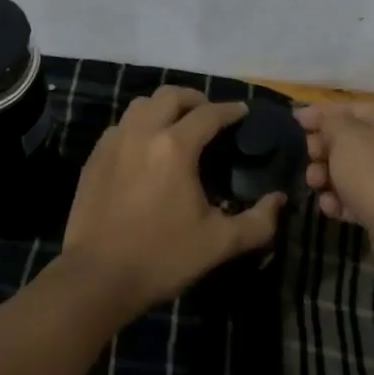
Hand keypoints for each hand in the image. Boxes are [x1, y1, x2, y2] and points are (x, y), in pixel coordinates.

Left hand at [61, 86, 284, 318]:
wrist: (95, 278)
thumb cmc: (161, 258)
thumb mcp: (218, 244)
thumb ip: (256, 222)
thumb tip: (279, 201)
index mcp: (175, 147)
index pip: (209, 114)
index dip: (230, 110)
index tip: (242, 112)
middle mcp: (143, 132)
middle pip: (171, 95)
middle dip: (195, 98)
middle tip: (209, 114)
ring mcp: (114, 141)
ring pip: (142, 104)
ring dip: (164, 106)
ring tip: (177, 124)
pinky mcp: (95, 156)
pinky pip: (121, 125)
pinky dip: (139, 124)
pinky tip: (145, 147)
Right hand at [298, 101, 373, 283]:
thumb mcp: (345, 137)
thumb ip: (327, 121)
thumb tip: (315, 114)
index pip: (350, 108)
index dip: (321, 113)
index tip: (295, 122)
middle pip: (349, 140)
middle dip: (323, 149)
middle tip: (310, 158)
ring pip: (351, 170)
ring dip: (328, 176)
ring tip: (315, 185)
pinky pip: (358, 197)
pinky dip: (342, 201)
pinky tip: (331, 208)